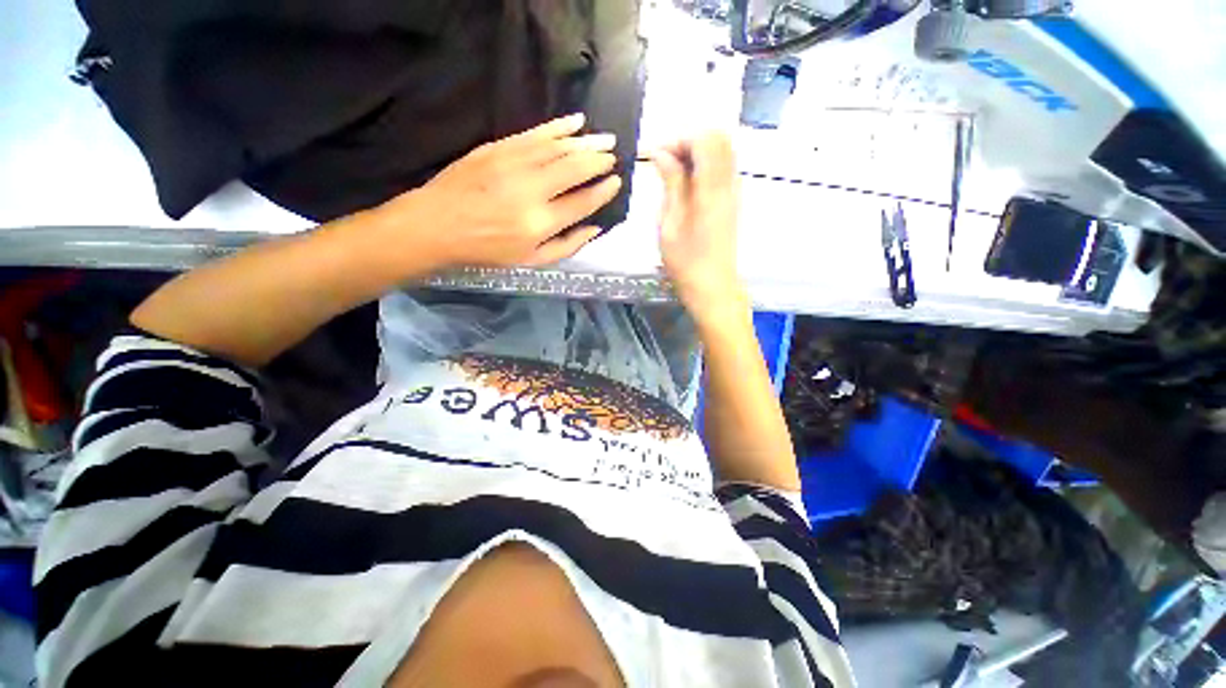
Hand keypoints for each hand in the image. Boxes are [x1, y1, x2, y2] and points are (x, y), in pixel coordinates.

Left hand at [376, 114, 621, 269]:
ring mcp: (513, 165)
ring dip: (585, 141)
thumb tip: (595, 228)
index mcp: (540, 223)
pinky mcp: (497, 148)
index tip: (616, 181)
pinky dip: (558, 126)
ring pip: (558, 147)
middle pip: (574, 169)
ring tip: (604, 139)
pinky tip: (575, 121)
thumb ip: (567, 246)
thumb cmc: (487, 248)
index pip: (582, 202)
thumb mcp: (531, 261)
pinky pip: (535, 133)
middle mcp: (531, 190)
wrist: (438, 224)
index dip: (603, 191)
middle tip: (613, 154)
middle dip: (598, 160)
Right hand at [649, 132, 746, 320]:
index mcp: (712, 189)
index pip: (705, 139)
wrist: (713, 287)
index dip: (679, 139)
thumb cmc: (686, 261)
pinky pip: (722, 168)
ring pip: (722, 151)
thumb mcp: (670, 223)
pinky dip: (703, 165)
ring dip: (696, 152)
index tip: (655, 155)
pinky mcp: (732, 201)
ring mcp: (734, 192)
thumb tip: (662, 154)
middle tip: (663, 160)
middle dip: (688, 141)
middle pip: (718, 138)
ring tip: (671, 171)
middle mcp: (729, 183)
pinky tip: (685, 183)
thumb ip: (671, 184)